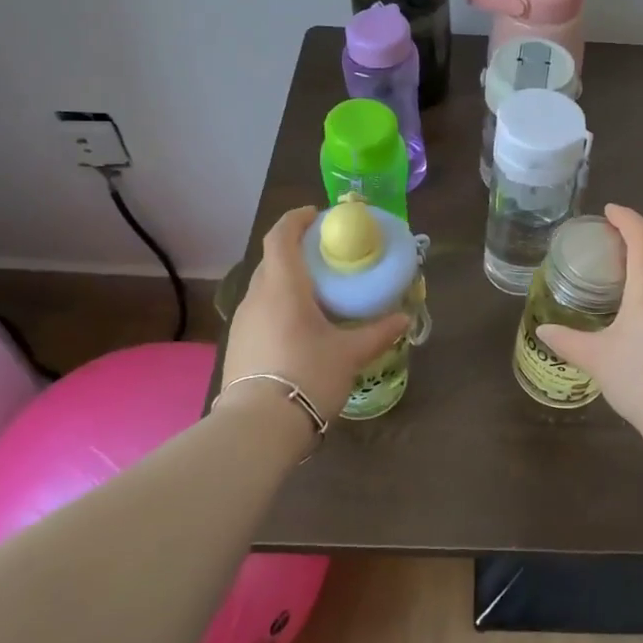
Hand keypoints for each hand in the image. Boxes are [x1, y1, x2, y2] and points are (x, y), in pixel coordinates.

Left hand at [222, 206, 408, 422]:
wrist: (257, 427)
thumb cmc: (307, 376)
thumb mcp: (349, 354)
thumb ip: (377, 332)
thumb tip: (404, 318)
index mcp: (283, 287)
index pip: (281, 236)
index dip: (297, 219)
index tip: (317, 215)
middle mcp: (257, 296)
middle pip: (273, 259)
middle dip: (297, 250)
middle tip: (327, 256)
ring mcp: (243, 321)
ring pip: (265, 286)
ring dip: (288, 279)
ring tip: (317, 291)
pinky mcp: (239, 344)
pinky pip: (261, 309)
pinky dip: (279, 304)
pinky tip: (300, 325)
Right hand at [536, 204, 642, 440]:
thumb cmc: (640, 379)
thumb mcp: (596, 359)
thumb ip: (568, 341)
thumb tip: (543, 331)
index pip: (642, 236)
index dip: (626, 218)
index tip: (609, 211)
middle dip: (635, 243)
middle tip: (608, 246)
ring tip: (622, 280)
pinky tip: (642, 317)